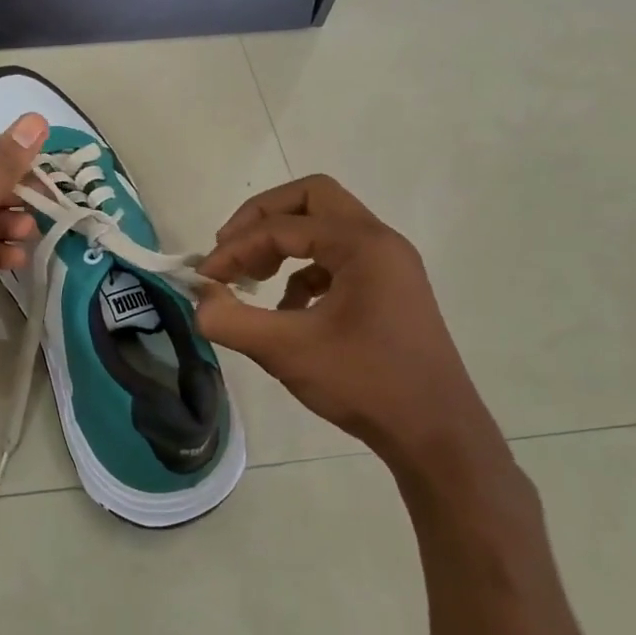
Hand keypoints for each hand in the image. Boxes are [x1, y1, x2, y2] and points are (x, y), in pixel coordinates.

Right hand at [195, 176, 506, 480]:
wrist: (436, 435)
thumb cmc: (365, 384)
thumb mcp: (286, 351)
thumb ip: (231, 320)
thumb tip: (199, 299)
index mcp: (362, 244)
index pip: (281, 226)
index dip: (235, 247)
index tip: (206, 277)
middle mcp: (379, 242)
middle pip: (310, 199)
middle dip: (261, 218)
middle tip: (231, 249)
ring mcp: (388, 265)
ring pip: (324, 226)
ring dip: (282, 242)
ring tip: (252, 279)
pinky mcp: (387, 290)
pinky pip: (335, 260)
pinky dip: (302, 272)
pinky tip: (286, 310)